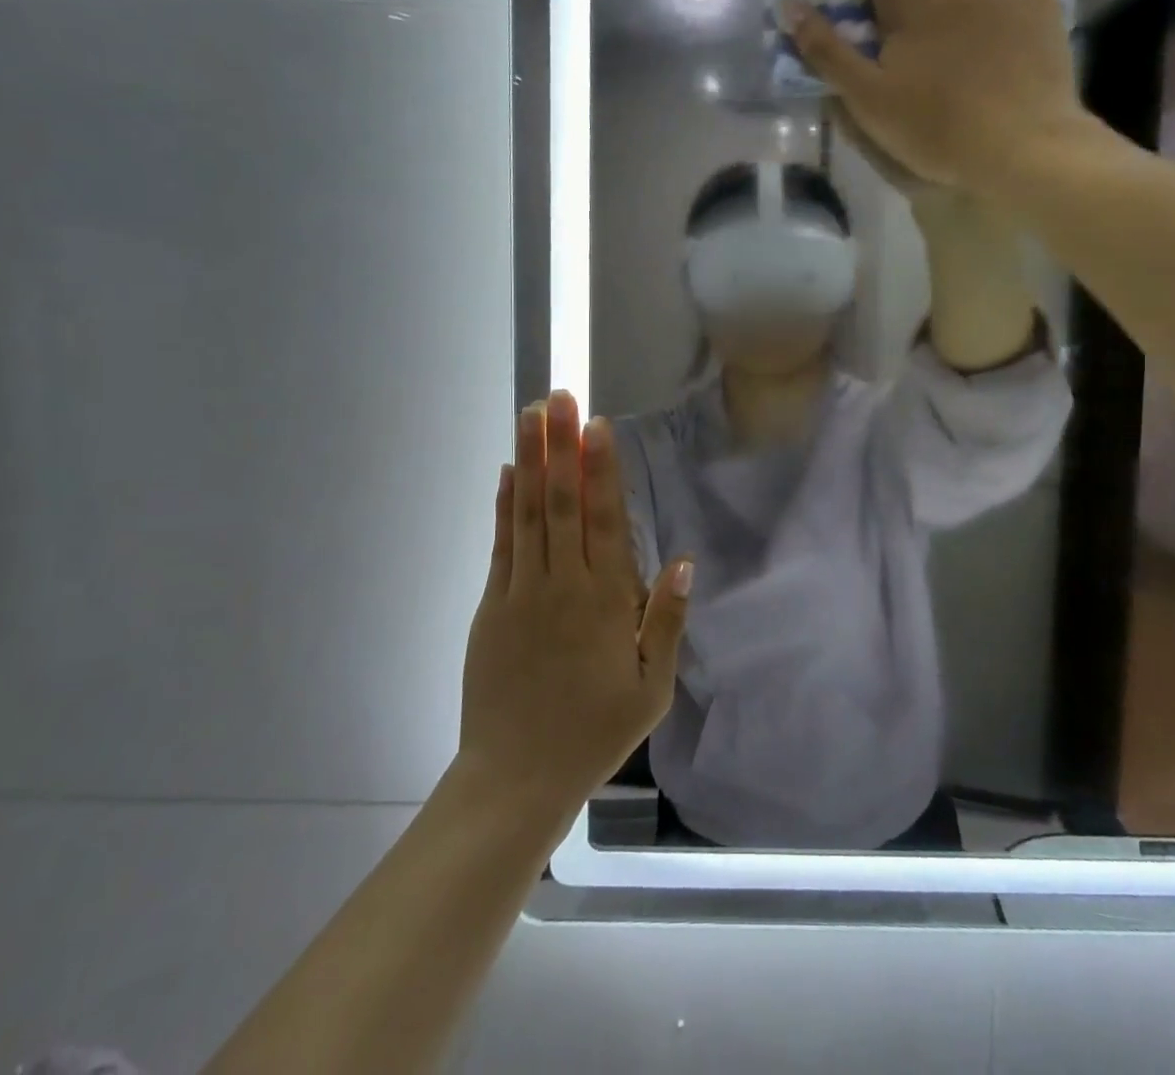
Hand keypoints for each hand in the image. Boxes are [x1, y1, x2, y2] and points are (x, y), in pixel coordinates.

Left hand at [458, 392, 692, 811]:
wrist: (516, 778)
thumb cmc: (595, 732)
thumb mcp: (651, 687)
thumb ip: (666, 621)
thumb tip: (683, 561)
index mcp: (606, 601)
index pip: (606, 520)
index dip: (601, 469)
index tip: (596, 425)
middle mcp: (563, 585)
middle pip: (563, 503)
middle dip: (561, 445)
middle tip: (557, 396)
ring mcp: (521, 593)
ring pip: (528, 514)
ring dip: (530, 461)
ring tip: (530, 416)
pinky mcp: (491, 607)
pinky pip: (501, 546)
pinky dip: (504, 506)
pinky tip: (509, 473)